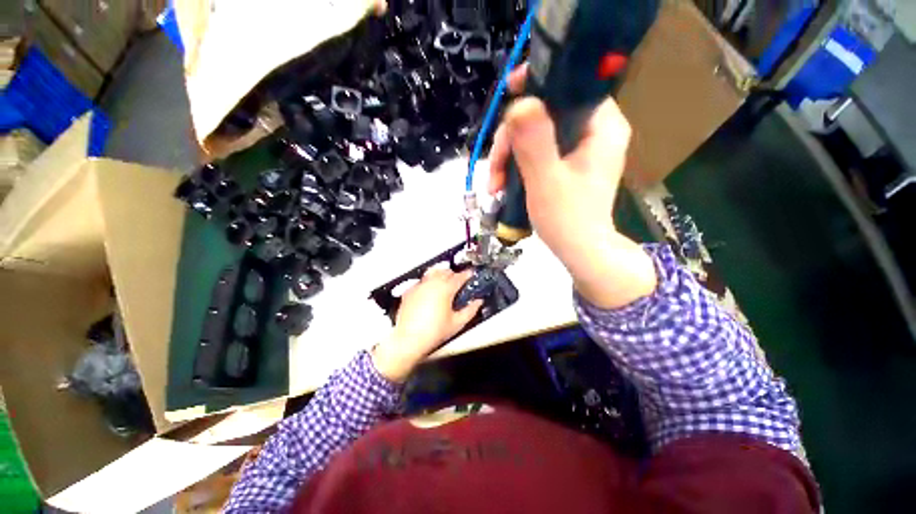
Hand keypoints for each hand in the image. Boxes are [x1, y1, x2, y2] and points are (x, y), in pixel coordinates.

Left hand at [372, 269, 481, 381]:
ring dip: (440, 275)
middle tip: (458, 282)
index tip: (471, 274)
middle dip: (454, 274)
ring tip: (444, 283)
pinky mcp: (409, 291)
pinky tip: (429, 292)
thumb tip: (478, 302)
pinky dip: (428, 283)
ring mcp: (419, 285)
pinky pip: (421, 281)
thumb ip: (470, 310)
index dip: (467, 274)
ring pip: (432, 273)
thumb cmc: (435, 331)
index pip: (459, 276)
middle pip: (446, 271)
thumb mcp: (457, 323)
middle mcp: (432, 283)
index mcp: (446, 289)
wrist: (409, 339)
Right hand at [489, 65, 656, 308]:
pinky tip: (501, 184)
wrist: (580, 251)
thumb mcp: (547, 181)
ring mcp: (579, 147)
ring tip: (493, 186)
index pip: (571, 84)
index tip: (509, 93)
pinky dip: (516, 165)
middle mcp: (593, 130)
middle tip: (493, 169)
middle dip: (512, 138)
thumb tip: (519, 103)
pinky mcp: (566, 162)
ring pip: (535, 133)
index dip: (538, 84)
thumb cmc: (568, 220)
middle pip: (545, 112)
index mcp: (602, 126)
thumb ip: (535, 143)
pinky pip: (536, 150)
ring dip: (508, 156)